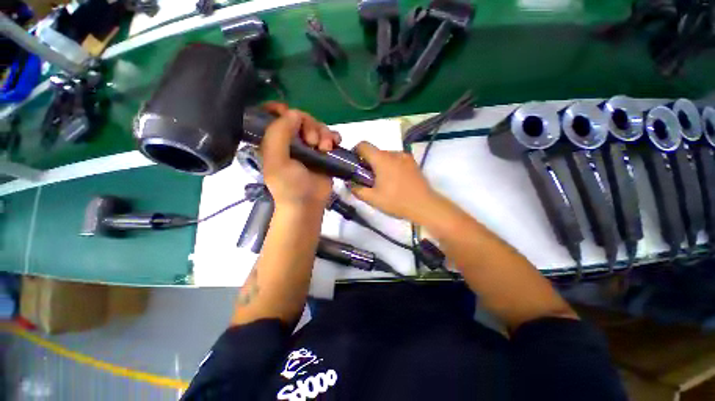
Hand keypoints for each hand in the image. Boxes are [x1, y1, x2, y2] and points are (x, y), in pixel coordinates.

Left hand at [260, 103, 339, 210]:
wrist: (307, 205)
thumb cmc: (289, 186)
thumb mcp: (276, 160)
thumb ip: (279, 134)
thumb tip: (295, 113)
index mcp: (275, 141)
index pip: (276, 115)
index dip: (283, 110)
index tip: (293, 116)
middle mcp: (292, 141)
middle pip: (302, 119)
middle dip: (310, 126)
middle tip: (312, 142)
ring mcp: (310, 147)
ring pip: (318, 127)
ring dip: (324, 133)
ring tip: (325, 148)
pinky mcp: (324, 154)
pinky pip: (330, 137)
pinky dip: (333, 137)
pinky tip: (334, 144)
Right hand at [350, 141, 437, 220]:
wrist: (424, 205)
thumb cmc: (396, 201)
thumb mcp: (373, 199)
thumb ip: (357, 190)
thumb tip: (350, 184)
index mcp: (382, 159)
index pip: (363, 145)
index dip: (355, 153)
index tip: (356, 166)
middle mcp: (394, 153)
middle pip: (375, 152)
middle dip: (368, 163)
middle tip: (369, 180)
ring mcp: (405, 157)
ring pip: (386, 156)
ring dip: (380, 166)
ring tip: (383, 183)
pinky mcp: (413, 163)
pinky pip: (396, 160)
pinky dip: (391, 167)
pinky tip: (395, 182)